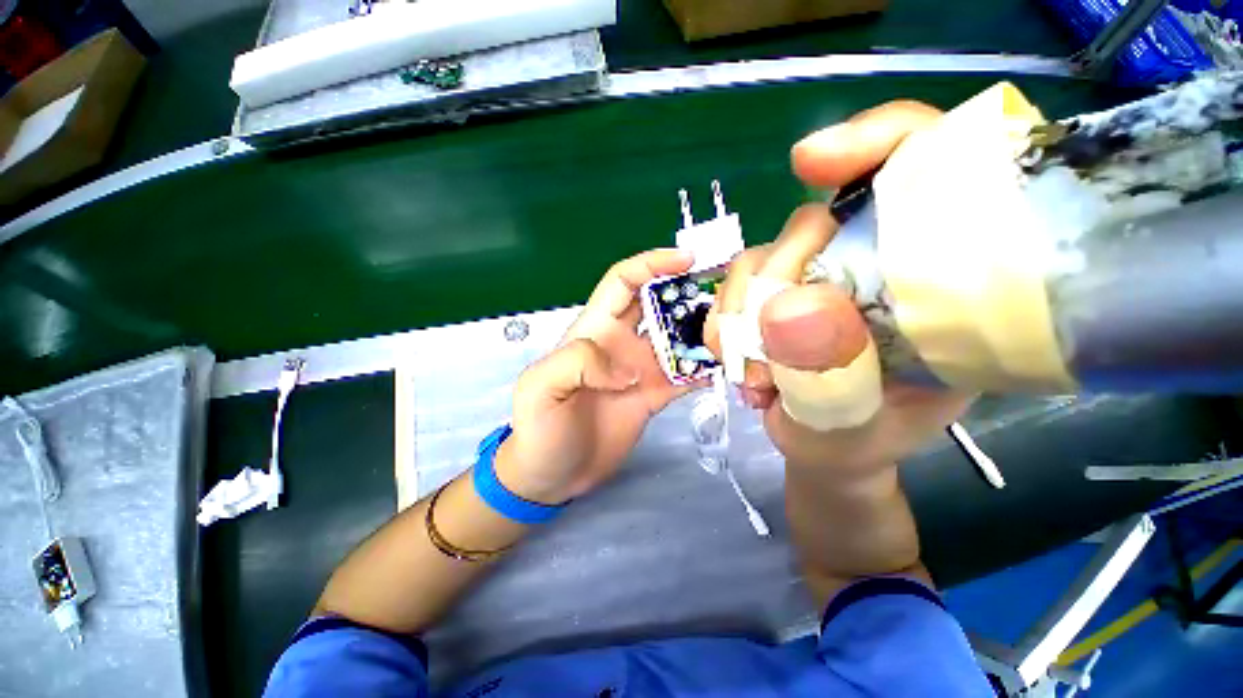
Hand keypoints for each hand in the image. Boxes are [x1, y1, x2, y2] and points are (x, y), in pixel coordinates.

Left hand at [496, 249, 701, 504]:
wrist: (553, 476)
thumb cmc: (539, 429)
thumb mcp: (541, 387)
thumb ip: (579, 361)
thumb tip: (630, 368)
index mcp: (594, 329)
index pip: (624, 282)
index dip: (652, 265)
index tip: (687, 261)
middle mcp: (622, 342)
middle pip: (658, 305)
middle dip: (687, 294)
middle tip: (723, 295)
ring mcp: (642, 369)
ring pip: (677, 339)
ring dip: (702, 332)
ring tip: (732, 332)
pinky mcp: (655, 396)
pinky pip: (685, 375)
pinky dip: (705, 369)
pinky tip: (725, 368)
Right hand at [707, 101, 971, 475]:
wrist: (825, 451)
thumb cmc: (861, 440)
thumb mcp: (858, 420)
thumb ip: (829, 374)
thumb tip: (783, 310)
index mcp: (934, 281)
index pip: (930, 171)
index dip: (877, 143)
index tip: (813, 161)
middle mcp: (872, 264)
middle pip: (814, 221)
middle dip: (774, 276)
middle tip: (761, 345)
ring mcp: (816, 278)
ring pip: (762, 256)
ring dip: (739, 311)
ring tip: (750, 374)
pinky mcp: (775, 295)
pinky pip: (736, 286)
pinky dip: (723, 321)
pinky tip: (733, 361)